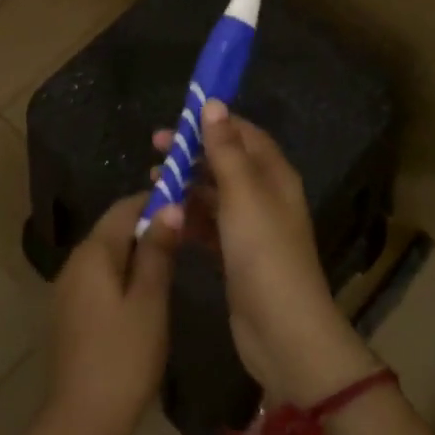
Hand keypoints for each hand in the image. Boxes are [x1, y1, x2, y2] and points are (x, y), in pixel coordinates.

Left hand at [46, 194, 182, 434]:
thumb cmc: (124, 358)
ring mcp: (67, 289)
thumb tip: (169, 206)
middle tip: (185, 239)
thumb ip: (158, 251)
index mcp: (93, 252)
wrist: (82, 424)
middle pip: (114, 229)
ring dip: (137, 253)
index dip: (156, 201)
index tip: (187, 206)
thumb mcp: (150, 301)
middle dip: (148, 227)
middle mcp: (74, 262)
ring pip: (107, 255)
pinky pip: (99, 279)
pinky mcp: (69, 314)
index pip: (125, 207)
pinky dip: (123, 276)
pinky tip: (145, 297)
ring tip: (172, 265)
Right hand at [162, 102, 380, 405]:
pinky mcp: (237, 257)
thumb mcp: (242, 193)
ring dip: (187, 184)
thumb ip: (225, 149)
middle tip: (155, 148)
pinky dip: (189, 217)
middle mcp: (265, 196)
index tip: (178, 118)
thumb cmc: (263, 252)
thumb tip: (213, 103)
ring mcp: (251, 229)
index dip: (213, 122)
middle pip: (226, 162)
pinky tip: (165, 216)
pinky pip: (209, 225)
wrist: (282, 332)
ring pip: (214, 194)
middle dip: (193, 152)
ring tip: (152, 181)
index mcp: (274, 175)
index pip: (244, 134)